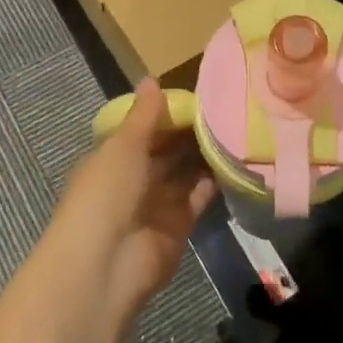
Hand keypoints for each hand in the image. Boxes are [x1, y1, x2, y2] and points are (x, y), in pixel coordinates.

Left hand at [52, 79, 215, 314]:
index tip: (197, 92)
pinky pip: (198, 197)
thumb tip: (152, 78)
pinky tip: (235, 158)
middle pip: (165, 149)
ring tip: (235, 126)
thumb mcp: (122, 146)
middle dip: (189, 131)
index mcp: (112, 157)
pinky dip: (213, 181)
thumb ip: (144, 116)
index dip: (165, 111)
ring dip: (204, 153)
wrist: (107, 264)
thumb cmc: (106, 193)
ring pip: (184, 172)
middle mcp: (133, 178)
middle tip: (226, 105)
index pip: (142, 128)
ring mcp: (156, 203)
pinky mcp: (179, 225)